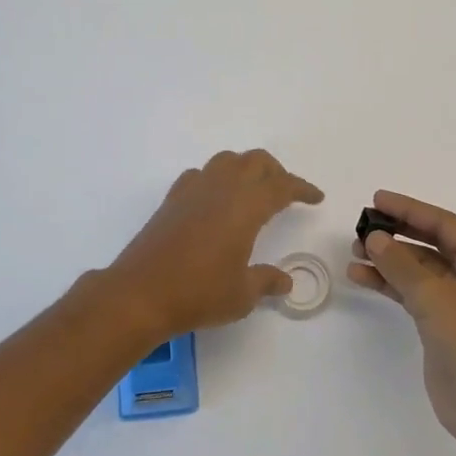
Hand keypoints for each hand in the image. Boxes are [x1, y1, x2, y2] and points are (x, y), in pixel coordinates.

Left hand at [106, 150, 323, 335]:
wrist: (140, 294)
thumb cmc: (199, 293)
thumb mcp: (242, 295)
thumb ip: (267, 281)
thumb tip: (285, 281)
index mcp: (246, 206)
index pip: (282, 186)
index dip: (302, 189)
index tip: (316, 197)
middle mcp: (221, 189)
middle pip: (255, 162)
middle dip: (276, 172)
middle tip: (286, 193)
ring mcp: (193, 191)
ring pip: (226, 161)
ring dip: (245, 169)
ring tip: (252, 192)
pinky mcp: (172, 201)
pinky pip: (200, 175)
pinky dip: (216, 179)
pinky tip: (215, 201)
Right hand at [348, 191, 455, 448]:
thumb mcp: (435, 297)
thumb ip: (401, 263)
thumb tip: (375, 238)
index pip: (445, 224)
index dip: (410, 210)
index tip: (377, 199)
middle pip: (433, 244)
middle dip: (398, 234)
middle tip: (362, 224)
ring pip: (421, 270)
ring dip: (390, 261)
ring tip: (355, 251)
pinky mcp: (446, 326)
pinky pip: (415, 294)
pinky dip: (391, 285)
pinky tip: (362, 276)